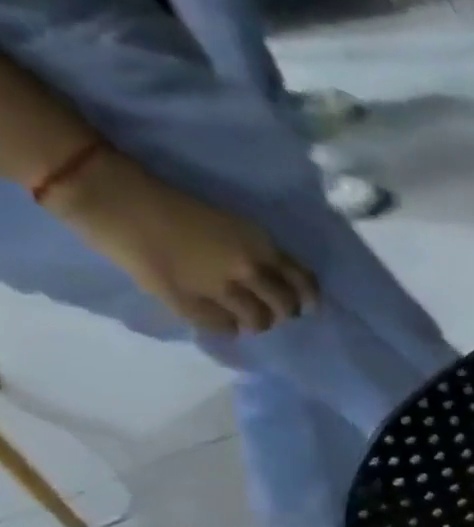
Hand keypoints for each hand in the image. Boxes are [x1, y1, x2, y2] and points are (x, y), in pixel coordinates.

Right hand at [47, 149, 318, 334]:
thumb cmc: (172, 205)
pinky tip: (218, 323)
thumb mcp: (234, 226)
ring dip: (254, 323)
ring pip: (258, 321)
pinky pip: (220, 326)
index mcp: (263, 248)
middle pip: (284, 306)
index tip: (303, 306)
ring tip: (244, 320)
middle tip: (268, 313)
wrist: (113, 197)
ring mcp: (219, 287)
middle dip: (281, 313)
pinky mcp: (186, 300)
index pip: (304, 283)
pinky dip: (225, 328)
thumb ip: (257, 253)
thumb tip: (273, 280)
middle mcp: (250, 270)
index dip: (307, 298)